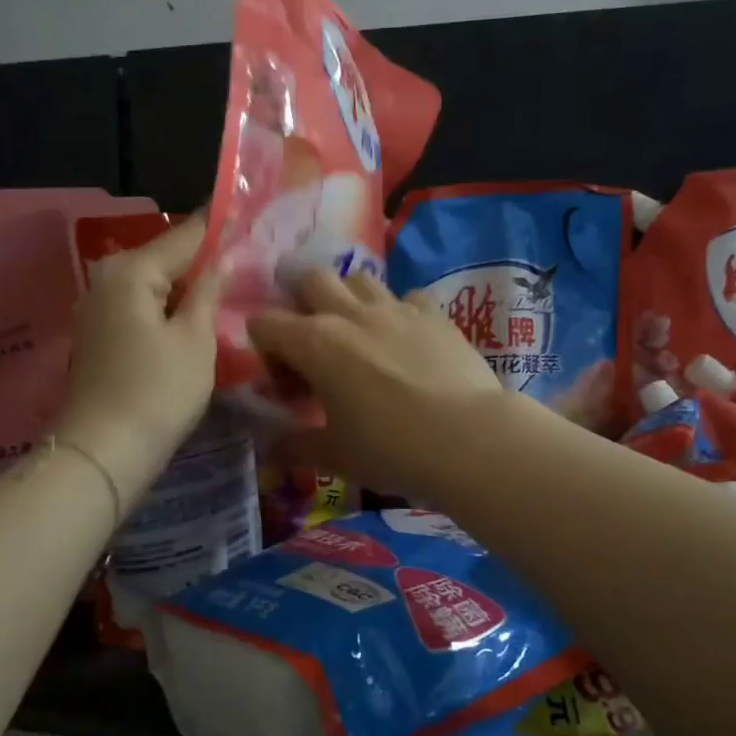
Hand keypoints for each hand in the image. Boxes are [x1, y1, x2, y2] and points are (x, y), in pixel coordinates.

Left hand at [55, 217, 220, 503]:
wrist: (103, 452)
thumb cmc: (158, 392)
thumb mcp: (196, 339)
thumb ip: (208, 291)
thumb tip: (221, 259)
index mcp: (131, 270)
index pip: (186, 235)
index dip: (220, 227)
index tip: (250, 218)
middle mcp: (106, 278)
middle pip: (166, 258)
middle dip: (203, 262)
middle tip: (245, 266)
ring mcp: (97, 307)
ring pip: (153, 285)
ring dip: (185, 288)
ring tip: (226, 293)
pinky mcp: (97, 335)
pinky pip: (140, 307)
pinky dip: (166, 309)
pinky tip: (192, 320)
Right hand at [248, 269, 510, 500]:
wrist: (470, 439)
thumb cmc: (391, 449)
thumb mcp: (335, 456)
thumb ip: (295, 446)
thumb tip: (269, 449)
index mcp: (315, 343)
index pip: (265, 323)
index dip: (265, 348)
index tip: (284, 381)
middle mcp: (350, 314)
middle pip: (311, 279)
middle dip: (303, 302)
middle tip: (314, 342)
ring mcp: (396, 308)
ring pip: (360, 278)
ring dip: (350, 298)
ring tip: (359, 335)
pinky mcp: (435, 314)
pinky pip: (408, 296)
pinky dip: (400, 311)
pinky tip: (407, 340)